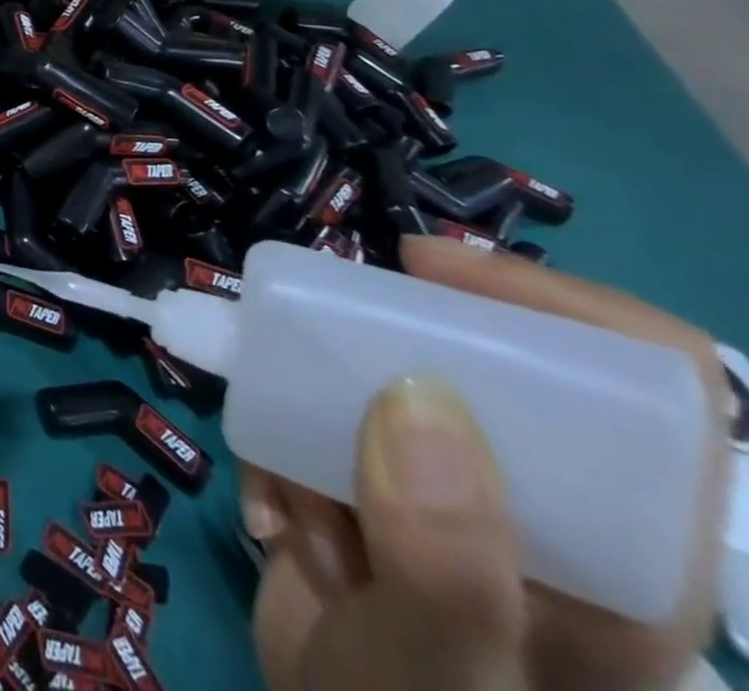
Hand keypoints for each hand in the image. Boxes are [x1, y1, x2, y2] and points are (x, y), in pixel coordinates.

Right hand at [242, 234, 732, 689]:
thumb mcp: (442, 672)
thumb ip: (448, 561)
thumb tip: (416, 391)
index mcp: (618, 544)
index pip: (644, 387)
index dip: (554, 306)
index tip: (427, 270)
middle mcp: (538, 504)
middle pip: (474, 368)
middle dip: (368, 365)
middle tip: (307, 366)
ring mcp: (442, 493)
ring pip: (365, 389)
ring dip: (306, 430)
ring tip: (294, 506)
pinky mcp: (365, 488)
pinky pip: (306, 423)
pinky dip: (275, 458)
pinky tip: (276, 524)